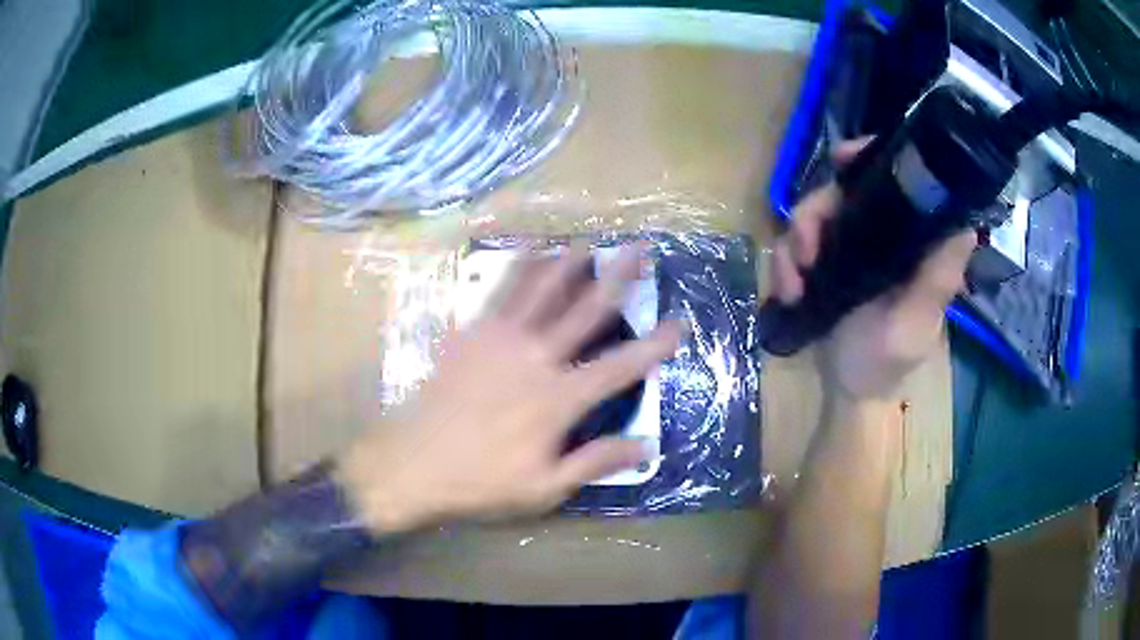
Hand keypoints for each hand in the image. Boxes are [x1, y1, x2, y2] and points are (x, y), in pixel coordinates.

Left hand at [336, 245, 684, 534]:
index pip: (619, 367)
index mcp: (557, 399)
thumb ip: (596, 462)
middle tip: (639, 250)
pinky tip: (530, 252)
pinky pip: (501, 291)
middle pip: (585, 310)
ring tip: (589, 241)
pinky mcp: (471, 332)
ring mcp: (499, 339)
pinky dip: (520, 268)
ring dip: (568, 263)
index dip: (653, 346)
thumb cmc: (481, 481)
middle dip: (617, 278)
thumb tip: (647, 445)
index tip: (679, 324)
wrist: (412, 463)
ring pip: (542, 289)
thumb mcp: (544, 489)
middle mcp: (535, 357)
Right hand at [770, 140, 976, 400]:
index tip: (842, 162)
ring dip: (795, 242)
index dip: (870, 158)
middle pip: (843, 190)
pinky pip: (795, 243)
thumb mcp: (914, 324)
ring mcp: (849, 247)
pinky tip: (786, 291)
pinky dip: (785, 263)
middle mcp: (882, 235)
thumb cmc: (886, 363)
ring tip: (793, 283)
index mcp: (912, 243)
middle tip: (805, 249)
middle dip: (816, 213)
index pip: (898, 182)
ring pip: (813, 213)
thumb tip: (964, 224)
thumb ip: (935, 279)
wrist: (845, 392)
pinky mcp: (823, 263)